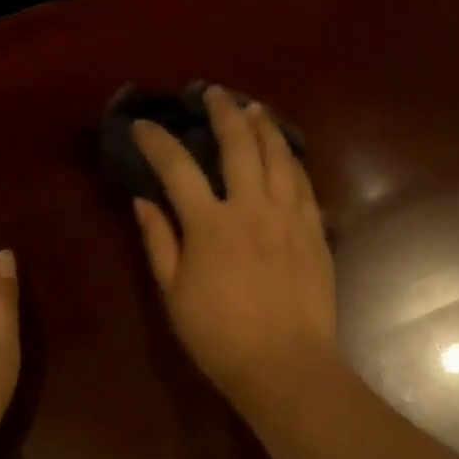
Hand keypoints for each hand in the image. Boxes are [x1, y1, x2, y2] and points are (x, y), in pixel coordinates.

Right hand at [131, 87, 340, 415]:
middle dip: (222, 112)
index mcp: (210, 224)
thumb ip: (159, 242)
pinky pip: (304, 183)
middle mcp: (252, 207)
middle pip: (238, 144)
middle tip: (214, 94)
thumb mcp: (175, 294)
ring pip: (279, 155)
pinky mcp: (315, 230)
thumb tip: (143, 201)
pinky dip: (291, 160)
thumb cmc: (220, 337)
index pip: (177, 167)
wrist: (285, 364)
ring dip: (264, 127)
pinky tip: (286, 154)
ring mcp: (289, 216)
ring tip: (253, 109)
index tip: (143, 125)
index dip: (157, 141)